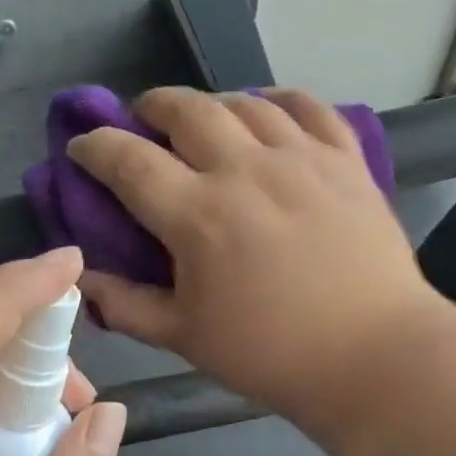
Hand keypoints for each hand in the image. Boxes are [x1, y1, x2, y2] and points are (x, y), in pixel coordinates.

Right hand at [68, 87, 446, 428]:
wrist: (373, 356)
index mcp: (198, 214)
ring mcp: (300, 158)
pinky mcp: (344, 160)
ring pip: (245, 102)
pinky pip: (308, 107)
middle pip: (185, 109)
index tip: (82, 146)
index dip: (96, 146)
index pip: (128, 160)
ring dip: (211, 102)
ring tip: (204, 119)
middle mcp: (245, 169)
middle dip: (151, 105)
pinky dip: (280, 100)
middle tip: (142, 119)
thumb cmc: (271, 353)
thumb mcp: (185, 336)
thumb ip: (126, 304)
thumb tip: (82, 279)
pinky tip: (269, 110)